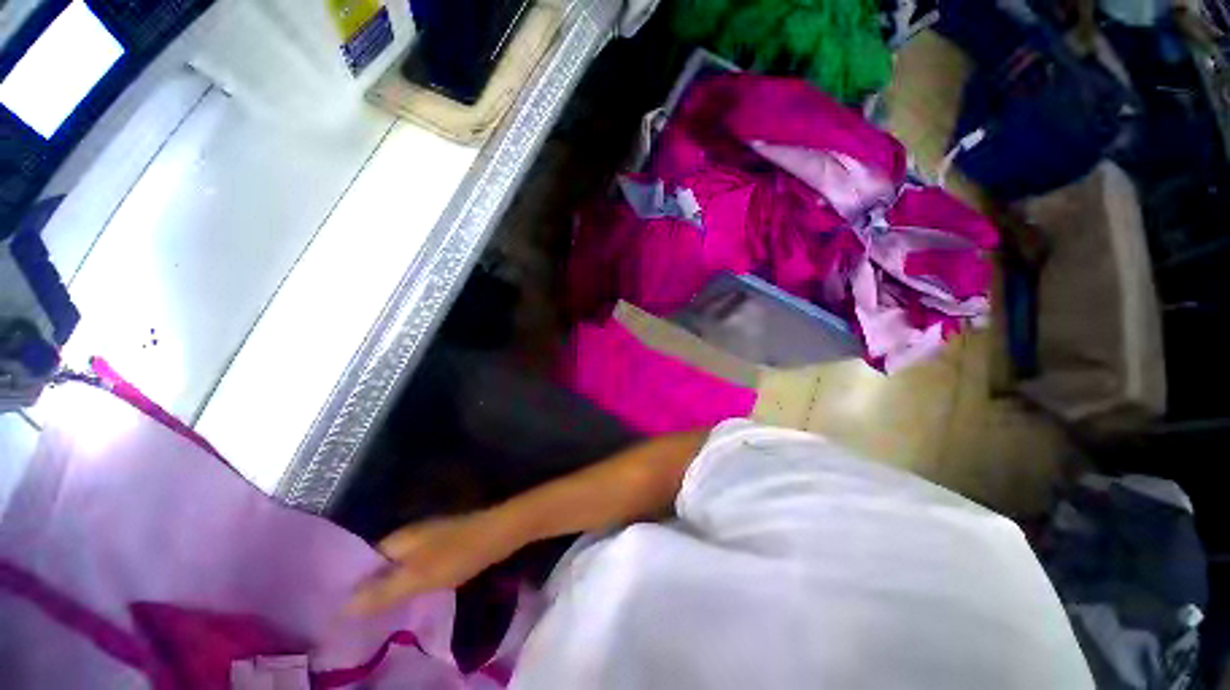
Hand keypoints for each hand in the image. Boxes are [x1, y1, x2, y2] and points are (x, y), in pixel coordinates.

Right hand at [348, 511, 519, 615]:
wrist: (499, 534)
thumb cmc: (458, 554)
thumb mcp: (418, 577)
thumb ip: (382, 591)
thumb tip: (343, 606)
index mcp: (399, 538)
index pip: (363, 561)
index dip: (351, 585)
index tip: (339, 611)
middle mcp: (410, 535)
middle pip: (381, 564)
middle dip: (370, 589)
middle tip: (358, 620)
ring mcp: (429, 538)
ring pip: (400, 565)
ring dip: (391, 586)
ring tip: (380, 614)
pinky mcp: (444, 545)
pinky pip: (417, 565)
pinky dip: (410, 581)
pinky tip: (410, 597)